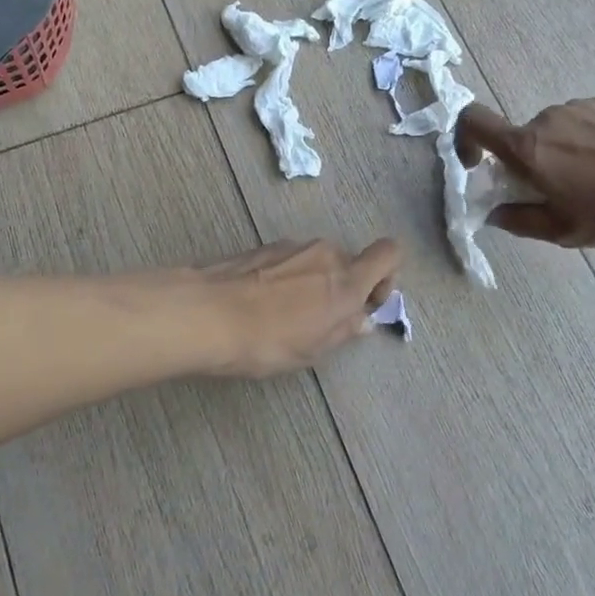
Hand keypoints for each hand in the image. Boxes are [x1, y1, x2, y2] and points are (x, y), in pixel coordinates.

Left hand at [195, 238, 401, 378]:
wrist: (206, 314)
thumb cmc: (268, 340)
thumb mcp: (313, 349)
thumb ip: (344, 329)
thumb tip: (362, 319)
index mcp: (346, 279)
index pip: (389, 253)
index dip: (386, 276)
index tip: (367, 303)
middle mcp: (324, 253)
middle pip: (349, 261)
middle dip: (343, 286)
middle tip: (322, 320)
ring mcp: (291, 246)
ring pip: (317, 261)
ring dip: (313, 283)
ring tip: (285, 316)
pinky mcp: (263, 247)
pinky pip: (290, 261)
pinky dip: (287, 278)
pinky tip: (263, 304)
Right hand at [456, 99, 594, 248]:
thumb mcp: (565, 231)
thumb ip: (519, 219)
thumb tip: (496, 212)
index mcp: (529, 147)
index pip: (473, 121)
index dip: (465, 140)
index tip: (478, 165)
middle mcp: (548, 117)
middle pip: (521, 137)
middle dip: (529, 164)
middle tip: (559, 195)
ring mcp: (583, 106)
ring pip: (555, 132)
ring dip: (562, 154)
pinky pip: (585, 123)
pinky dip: (590, 144)